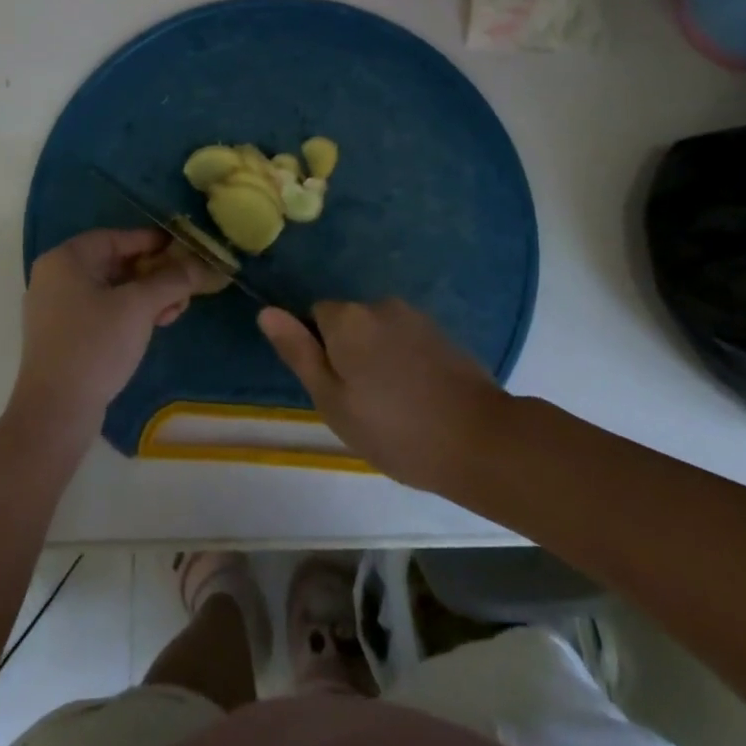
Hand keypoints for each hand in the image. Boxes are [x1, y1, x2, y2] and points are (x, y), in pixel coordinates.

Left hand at [12, 228, 224, 429]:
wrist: (55, 412)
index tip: (184, 249)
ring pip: (111, 289)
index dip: (153, 242)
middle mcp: (56, 277)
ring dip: (146, 296)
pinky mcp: (63, 336)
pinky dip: (128, 314)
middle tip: (184, 286)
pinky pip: (101, 311)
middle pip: (115, 263)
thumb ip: (171, 280)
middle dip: (154, 274)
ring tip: (175, 311)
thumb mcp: (139, 307)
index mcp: (66, 259)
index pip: (117, 238)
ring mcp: (56, 308)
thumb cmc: (95, 345)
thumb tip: (200, 264)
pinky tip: (154, 326)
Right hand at [259, 299, 511, 493]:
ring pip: (379, 332)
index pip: (315, 315)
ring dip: (378, 356)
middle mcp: (380, 305)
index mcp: (348, 318)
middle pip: (349, 322)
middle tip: (363, 403)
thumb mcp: (333, 401)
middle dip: (349, 351)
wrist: (480, 440)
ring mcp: (416, 316)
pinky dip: (405, 361)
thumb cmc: (395, 429)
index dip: (320, 350)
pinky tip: (419, 397)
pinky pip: (407, 339)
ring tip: (395, 405)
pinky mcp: (442, 333)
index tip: (335, 388)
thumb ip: (299, 352)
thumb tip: (266, 311)